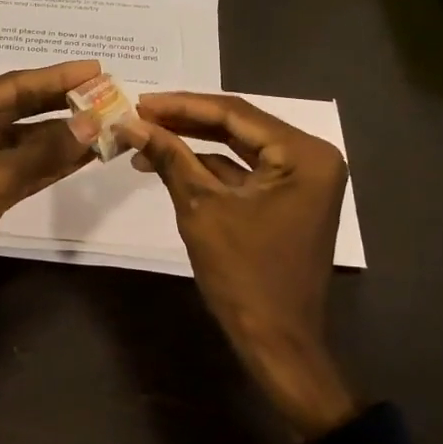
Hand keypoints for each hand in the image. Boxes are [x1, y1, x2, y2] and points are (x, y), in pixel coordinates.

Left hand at [0, 60, 100, 342]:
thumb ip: (44, 150)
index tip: (95, 69)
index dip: (54, 78)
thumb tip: (92, 123)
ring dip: (60, 137)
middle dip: (60, 105)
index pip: (9, 86)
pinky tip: (83, 156)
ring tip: (104, 124)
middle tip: (105, 94)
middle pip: (16, 110)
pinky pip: (21, 170)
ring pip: (22, 143)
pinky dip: (50, 165)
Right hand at [125, 93, 359, 440]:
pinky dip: (209, 168)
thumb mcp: (201, 209)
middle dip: (186, 122)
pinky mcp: (288, 199)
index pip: (234, 113)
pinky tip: (169, 163)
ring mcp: (302, 180)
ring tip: (145, 138)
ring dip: (193, 145)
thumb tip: (131, 123)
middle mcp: (311, 158)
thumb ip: (169, 158)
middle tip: (140, 115)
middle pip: (238, 126)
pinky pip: (244, 172)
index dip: (182, 105)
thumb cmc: (244, 274)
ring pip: (238, 148)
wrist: (276, 342)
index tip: (140, 101)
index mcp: (304, 154)